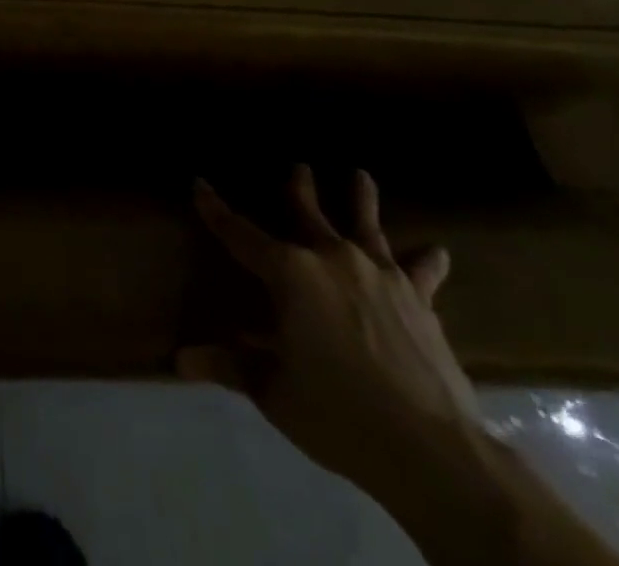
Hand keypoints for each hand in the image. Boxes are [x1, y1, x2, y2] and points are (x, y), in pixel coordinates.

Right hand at [182, 165, 481, 495]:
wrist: (432, 452)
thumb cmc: (338, 415)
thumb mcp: (274, 392)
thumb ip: (231, 366)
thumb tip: (181, 361)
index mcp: (289, 273)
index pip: (240, 233)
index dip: (215, 210)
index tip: (199, 184)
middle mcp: (332, 259)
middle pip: (308, 214)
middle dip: (299, 188)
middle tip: (300, 166)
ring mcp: (380, 276)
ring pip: (365, 226)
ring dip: (361, 200)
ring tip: (361, 175)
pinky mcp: (419, 301)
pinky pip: (420, 272)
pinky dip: (426, 261)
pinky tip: (437, 252)